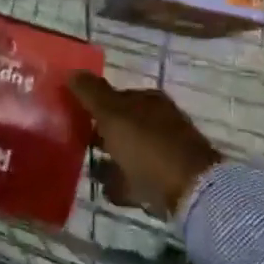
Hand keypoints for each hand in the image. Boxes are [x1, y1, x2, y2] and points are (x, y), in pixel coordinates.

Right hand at [69, 72, 222, 218]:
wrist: (190, 193)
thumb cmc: (148, 146)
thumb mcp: (113, 114)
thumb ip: (91, 93)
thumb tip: (72, 70)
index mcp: (149, 100)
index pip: (116, 96)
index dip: (94, 104)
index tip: (72, 115)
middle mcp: (160, 121)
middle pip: (124, 124)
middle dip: (102, 133)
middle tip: (75, 143)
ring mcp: (167, 152)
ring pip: (130, 152)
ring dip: (111, 160)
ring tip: (88, 170)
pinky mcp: (170, 182)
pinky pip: (139, 180)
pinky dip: (123, 184)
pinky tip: (107, 191)